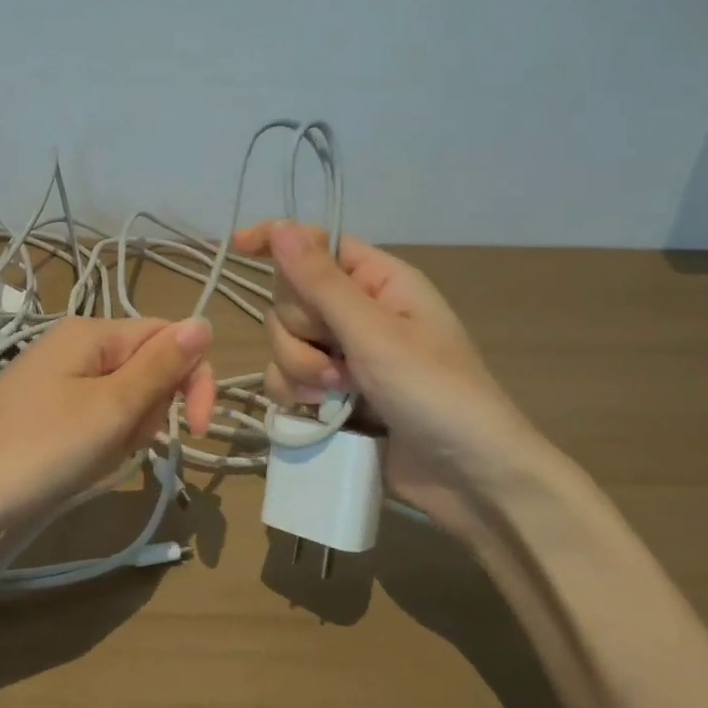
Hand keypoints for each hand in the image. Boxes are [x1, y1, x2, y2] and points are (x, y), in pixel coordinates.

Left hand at [0, 317, 216, 561]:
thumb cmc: (34, 452)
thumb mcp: (109, 410)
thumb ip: (160, 367)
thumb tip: (204, 322)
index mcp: (93, 332)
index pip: (170, 337)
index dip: (194, 380)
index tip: (197, 432)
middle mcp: (75, 345)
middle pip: (147, 370)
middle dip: (147, 413)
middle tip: (115, 442)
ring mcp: (56, 380)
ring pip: (123, 401)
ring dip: (122, 435)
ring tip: (88, 460)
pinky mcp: (43, 412)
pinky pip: (93, 422)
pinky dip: (96, 447)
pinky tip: (72, 468)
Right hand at [233, 221, 549, 527]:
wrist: (468, 479)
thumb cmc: (435, 393)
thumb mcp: (376, 334)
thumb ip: (321, 283)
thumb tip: (280, 228)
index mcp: (378, 281)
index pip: (317, 244)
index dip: (279, 240)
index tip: (239, 244)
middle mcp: (357, 311)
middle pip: (290, 298)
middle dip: (301, 333)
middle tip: (338, 362)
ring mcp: (343, 355)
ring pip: (282, 342)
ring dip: (300, 369)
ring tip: (338, 396)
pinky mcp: (332, 394)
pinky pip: (286, 378)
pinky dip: (296, 395)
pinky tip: (320, 416)